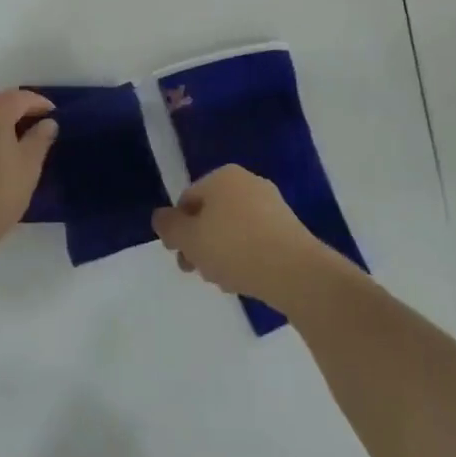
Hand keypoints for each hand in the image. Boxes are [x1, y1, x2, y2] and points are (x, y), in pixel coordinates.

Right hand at [151, 165, 342, 313]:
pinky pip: (256, 240)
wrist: (295, 271)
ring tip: (225, 280)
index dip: (178, 229)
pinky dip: (246, 256)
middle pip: (211, 214)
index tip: (180, 257)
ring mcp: (271, 204)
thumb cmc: (234, 247)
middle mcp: (248, 182)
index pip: (188, 199)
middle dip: (201, 243)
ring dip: (222, 253)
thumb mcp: (189, 238)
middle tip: (200, 272)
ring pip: (233, 229)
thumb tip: (161, 217)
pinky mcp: (289, 228)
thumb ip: (169, 227)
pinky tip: (246, 279)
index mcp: (222, 176)